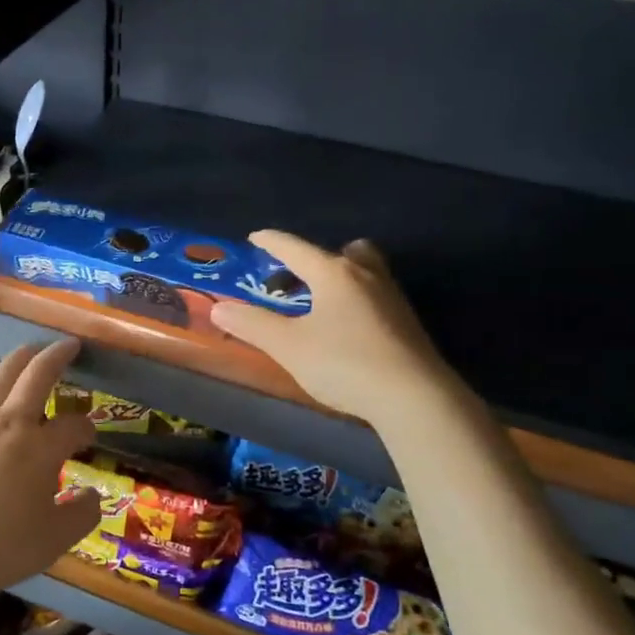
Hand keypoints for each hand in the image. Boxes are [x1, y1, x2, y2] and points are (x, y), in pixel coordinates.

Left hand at [0, 338, 101, 598]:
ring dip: (17, 360)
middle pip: (38, 377)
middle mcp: (10, 424)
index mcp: (41, 448)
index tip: (89, 439)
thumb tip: (93, 494)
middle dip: (58, 356)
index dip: (87, 429)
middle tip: (69, 345)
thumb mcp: (55, 539)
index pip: (74, 426)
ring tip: (29, 349)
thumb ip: (82, 514)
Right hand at [210, 231, 456, 426]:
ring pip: (365, 272)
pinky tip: (348, 329)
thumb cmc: (344, 363)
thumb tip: (220, 308)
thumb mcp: (289, 346)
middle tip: (299, 276)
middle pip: (344, 251)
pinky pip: (376, 296)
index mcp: (333, 273)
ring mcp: (392, 298)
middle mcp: (366, 276)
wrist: (414, 396)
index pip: (296, 248)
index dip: (272, 242)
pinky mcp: (407, 323)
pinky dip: (357, 301)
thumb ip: (254, 325)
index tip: (256, 238)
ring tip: (321, 303)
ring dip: (342, 278)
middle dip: (319, 257)